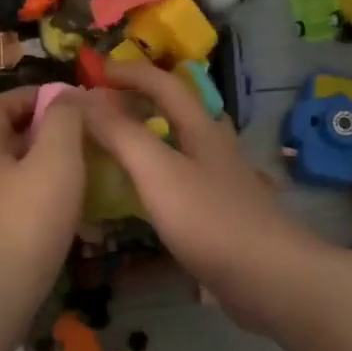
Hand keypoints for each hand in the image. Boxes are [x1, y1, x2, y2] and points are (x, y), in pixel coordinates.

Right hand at [74, 60, 322, 328]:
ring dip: (157, 138)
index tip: (94, 73)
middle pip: (182, 112)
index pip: (164, 84)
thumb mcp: (157, 171)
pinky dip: (165, 177)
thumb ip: (120, 133)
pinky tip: (153, 198)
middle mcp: (217, 150)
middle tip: (108, 107)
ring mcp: (225, 184)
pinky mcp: (227, 216)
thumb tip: (82, 97)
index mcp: (202, 130)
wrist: (269, 277)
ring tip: (124, 149)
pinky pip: (189, 183)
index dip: (130, 72)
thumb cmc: (209, 220)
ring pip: (188, 148)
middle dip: (146, 100)